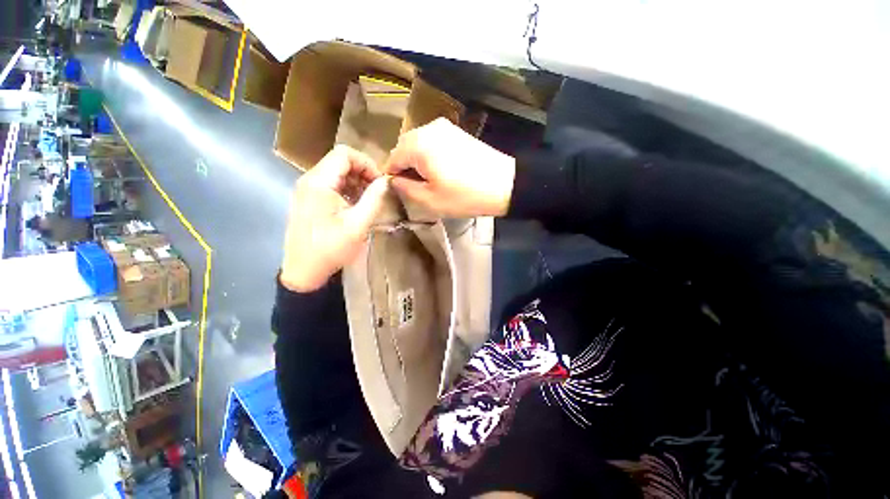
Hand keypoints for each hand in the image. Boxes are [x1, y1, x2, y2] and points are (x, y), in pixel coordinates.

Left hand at [280, 146, 388, 291]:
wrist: (304, 271)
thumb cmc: (331, 248)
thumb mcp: (358, 224)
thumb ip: (374, 199)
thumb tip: (386, 181)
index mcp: (319, 182)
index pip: (345, 154)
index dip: (367, 163)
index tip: (380, 182)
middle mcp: (309, 180)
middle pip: (339, 161)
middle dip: (363, 173)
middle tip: (377, 192)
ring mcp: (306, 190)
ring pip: (336, 173)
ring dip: (356, 182)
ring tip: (369, 200)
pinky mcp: (308, 200)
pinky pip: (330, 185)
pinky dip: (347, 190)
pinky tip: (356, 206)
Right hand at [384, 118, 515, 217]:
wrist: (504, 184)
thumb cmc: (464, 195)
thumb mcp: (430, 200)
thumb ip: (405, 189)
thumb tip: (394, 180)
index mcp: (418, 145)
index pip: (392, 159)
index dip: (392, 177)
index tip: (399, 191)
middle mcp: (428, 129)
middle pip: (404, 148)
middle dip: (405, 167)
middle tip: (415, 187)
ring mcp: (444, 127)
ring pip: (419, 144)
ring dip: (417, 161)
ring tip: (429, 181)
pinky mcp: (457, 131)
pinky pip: (433, 142)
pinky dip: (430, 155)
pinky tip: (441, 170)